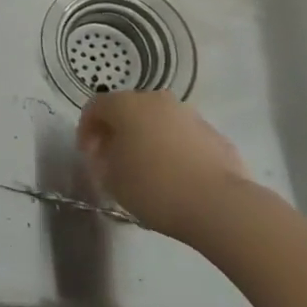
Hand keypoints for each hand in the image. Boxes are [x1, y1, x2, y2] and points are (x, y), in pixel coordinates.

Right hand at [78, 90, 251, 241]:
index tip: (88, 156)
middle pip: (128, 110)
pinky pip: (184, 138)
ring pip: (159, 122)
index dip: (86, 130)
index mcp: (125, 105)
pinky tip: (177, 177)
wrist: (220, 206)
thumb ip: (102, 161)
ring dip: (148, 139)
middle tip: (114, 160)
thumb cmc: (154, 187)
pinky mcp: (216, 136)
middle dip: (118, 132)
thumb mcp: (111, 179)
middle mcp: (156, 100)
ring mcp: (190, 116)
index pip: (95, 107)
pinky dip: (175, 150)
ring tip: (148, 170)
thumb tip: (109, 155)